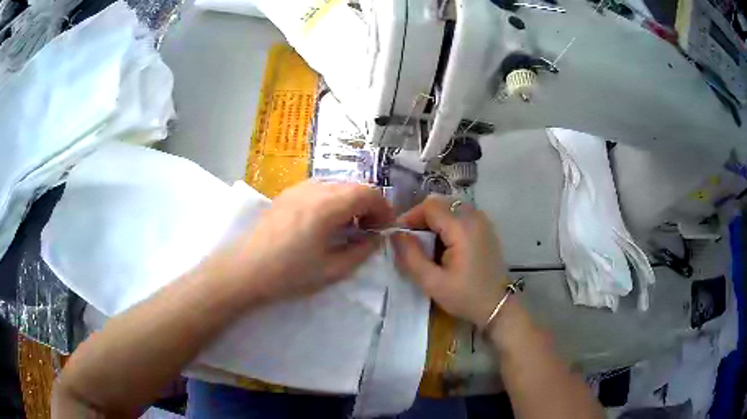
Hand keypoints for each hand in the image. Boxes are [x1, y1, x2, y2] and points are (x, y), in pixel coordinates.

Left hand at [212, 181, 393, 302]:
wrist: (244, 270)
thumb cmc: (288, 274)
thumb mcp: (332, 270)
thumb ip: (361, 251)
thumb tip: (376, 238)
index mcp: (327, 205)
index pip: (368, 193)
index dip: (384, 209)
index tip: (385, 230)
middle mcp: (314, 188)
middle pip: (354, 186)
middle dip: (369, 206)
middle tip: (369, 232)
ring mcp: (297, 188)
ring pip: (337, 186)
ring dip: (350, 203)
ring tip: (348, 229)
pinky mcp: (286, 194)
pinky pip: (319, 189)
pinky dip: (332, 201)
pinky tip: (325, 224)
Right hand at [392, 195, 507, 325]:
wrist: (497, 306)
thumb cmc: (465, 296)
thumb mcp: (432, 282)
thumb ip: (411, 256)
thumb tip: (395, 235)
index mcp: (462, 228)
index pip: (430, 206)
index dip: (410, 217)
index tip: (400, 236)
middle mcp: (474, 217)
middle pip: (440, 203)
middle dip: (421, 219)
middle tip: (411, 242)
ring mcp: (482, 221)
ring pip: (449, 207)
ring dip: (434, 221)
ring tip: (426, 245)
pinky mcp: (485, 228)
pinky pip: (460, 215)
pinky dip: (447, 224)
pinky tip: (444, 245)